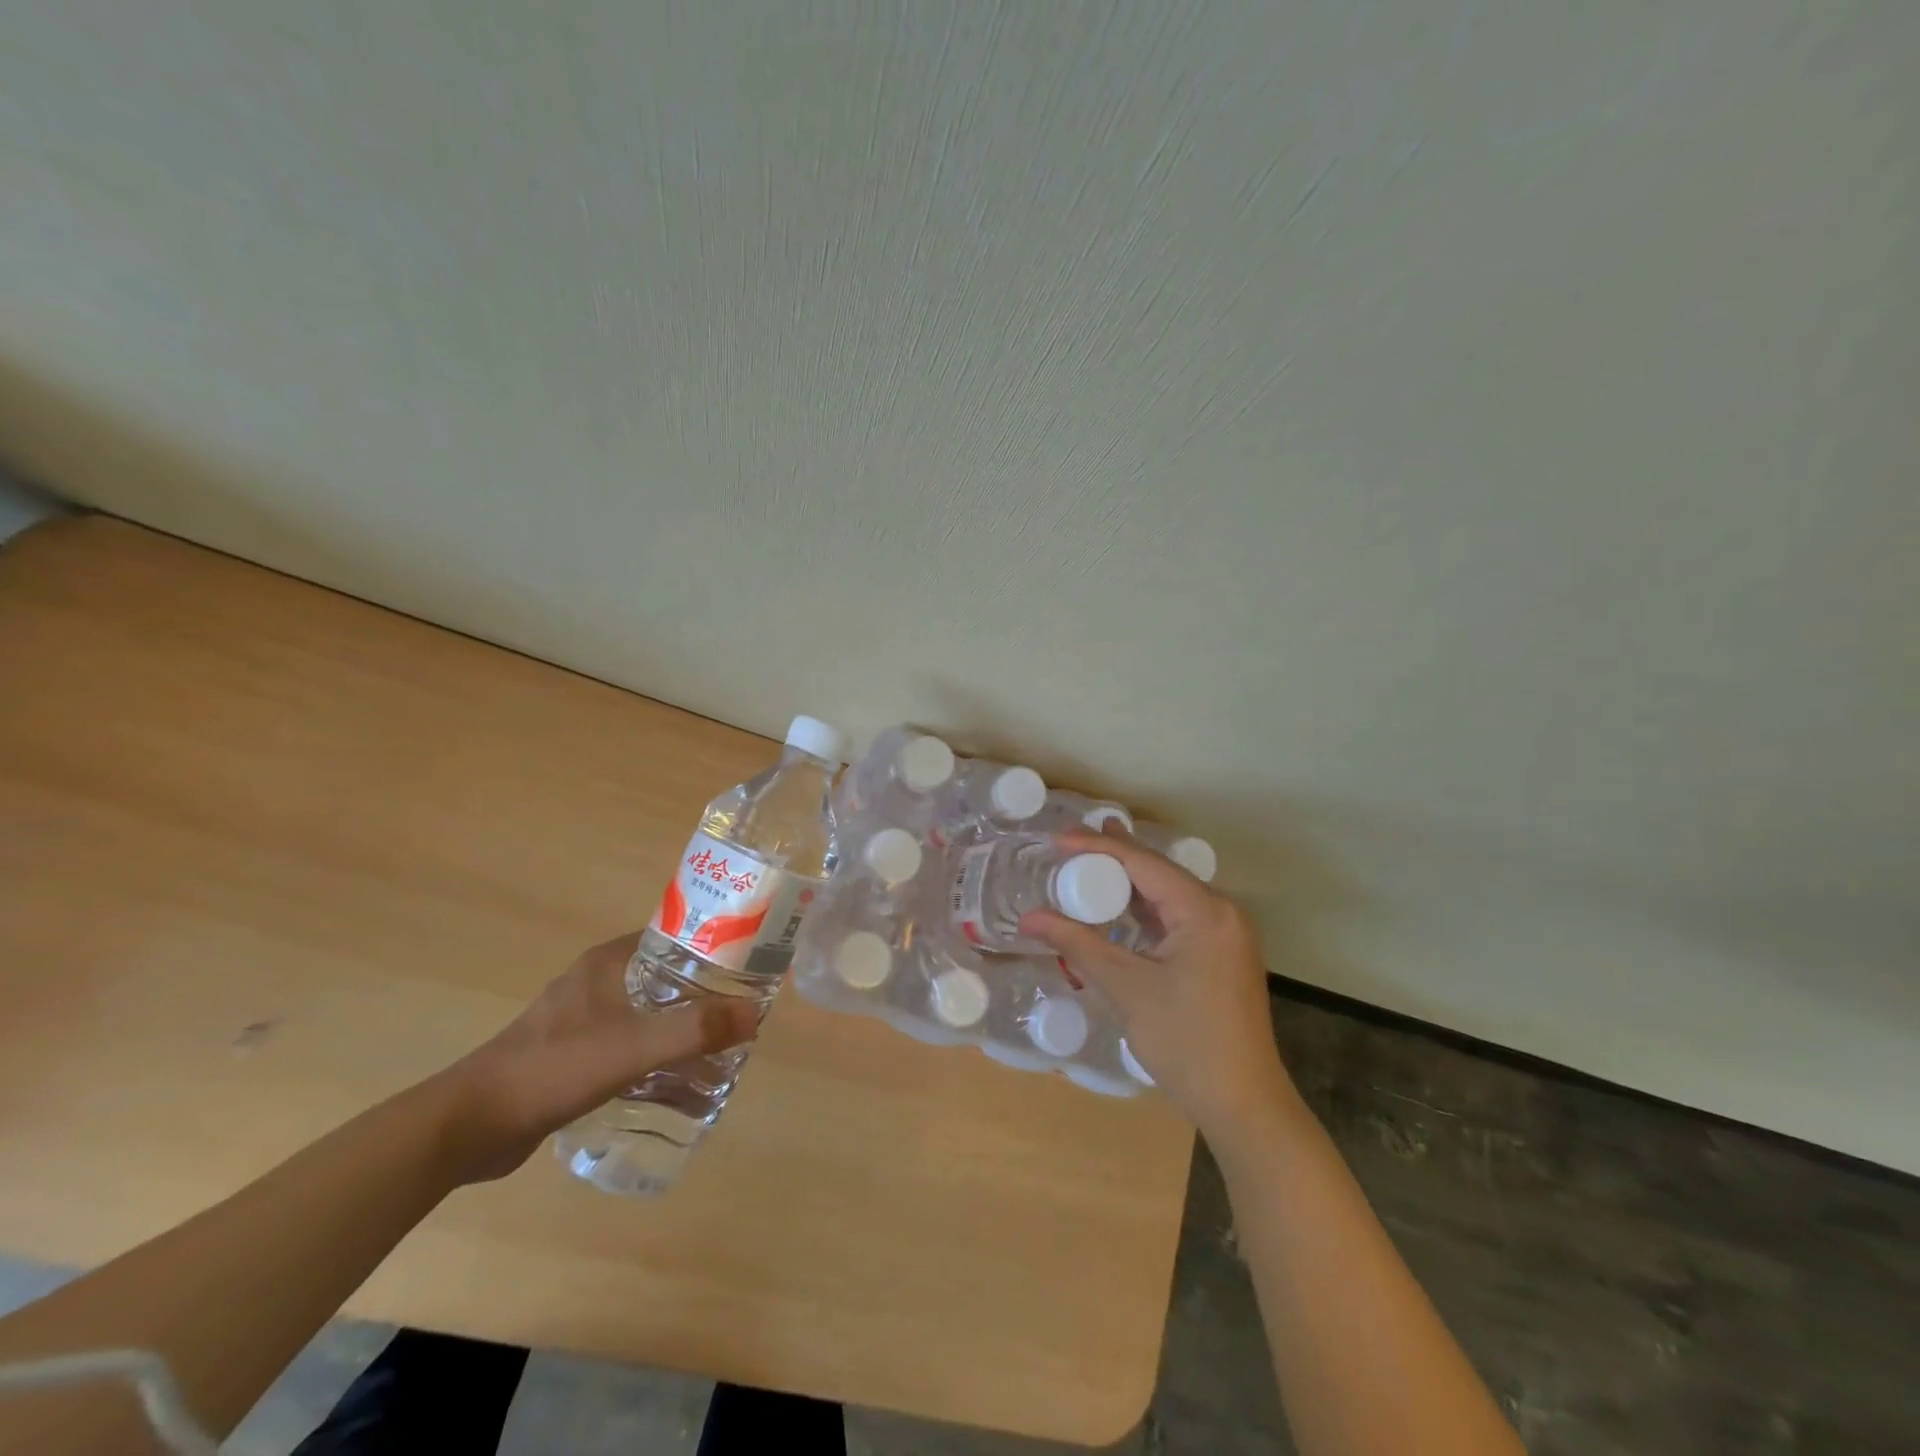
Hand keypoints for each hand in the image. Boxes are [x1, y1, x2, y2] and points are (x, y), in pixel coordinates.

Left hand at [432, 933, 757, 1181]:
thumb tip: (755, 1014)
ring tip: (719, 1048)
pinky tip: (676, 1080)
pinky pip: (630, 1042)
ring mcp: (582, 1017)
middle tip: (742, 1015)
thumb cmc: (553, 1069)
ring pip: (649, 1011)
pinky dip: (656, 1054)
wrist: (468, 1126)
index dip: (715, 946)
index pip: (675, 936)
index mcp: (609, 961)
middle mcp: (597, 980)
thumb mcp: (632, 1047)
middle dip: (706, 993)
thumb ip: (693, 1030)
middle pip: (667, 976)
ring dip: (681, 1026)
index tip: (751, 966)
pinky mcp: (572, 1053)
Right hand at [1020, 830, 1296, 1140]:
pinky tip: (1119, 906)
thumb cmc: (1185, 1041)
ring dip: (1129, 882)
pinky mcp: (1221, 955)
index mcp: (1205, 911)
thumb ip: (1077, 944)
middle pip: (1159, 871)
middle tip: (1071, 839)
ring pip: (1169, 894)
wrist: (1242, 1104)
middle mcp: (1222, 911)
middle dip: (1115, 855)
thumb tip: (1029, 918)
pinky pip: (1178, 917)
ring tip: (1089, 862)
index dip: (1098, 847)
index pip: (1144, 863)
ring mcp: (1225, 934)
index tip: (1057, 838)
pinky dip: (1145, 909)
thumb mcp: (1127, 987)